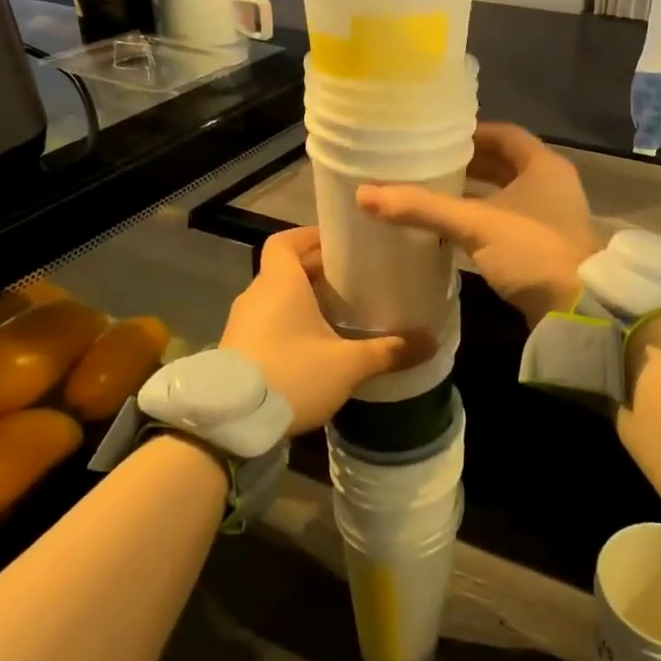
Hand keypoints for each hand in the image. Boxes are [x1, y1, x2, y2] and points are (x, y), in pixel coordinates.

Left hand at [220, 227, 429, 433]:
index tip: (340, 245)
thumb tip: (431, 342)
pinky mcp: (237, 349)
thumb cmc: (291, 375)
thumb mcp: (347, 365)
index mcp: (280, 283)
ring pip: (277, 298)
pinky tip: (316, 346)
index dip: (311, 237)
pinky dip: (290, 324)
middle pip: (286, 269)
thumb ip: (388, 351)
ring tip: (340, 313)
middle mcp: (257, 295)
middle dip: (319, 272)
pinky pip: (268, 323)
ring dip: (304, 301)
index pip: (286, 241)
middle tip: (355, 281)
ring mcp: (242, 323)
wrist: (230, 423)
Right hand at [357, 123, 601, 324]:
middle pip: (505, 164)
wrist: (578, 309)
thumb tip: (364, 194)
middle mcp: (551, 185)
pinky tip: (452, 231)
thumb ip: (422, 207)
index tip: (436, 137)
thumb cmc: (531, 251)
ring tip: (432, 194)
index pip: (505, 134)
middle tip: (426, 165)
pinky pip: (507, 222)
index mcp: (543, 166)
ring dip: (474, 194)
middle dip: (468, 164)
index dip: (471, 132)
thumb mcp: (474, 224)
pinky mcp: (544, 246)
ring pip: (505, 195)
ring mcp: (551, 217)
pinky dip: (482, 220)